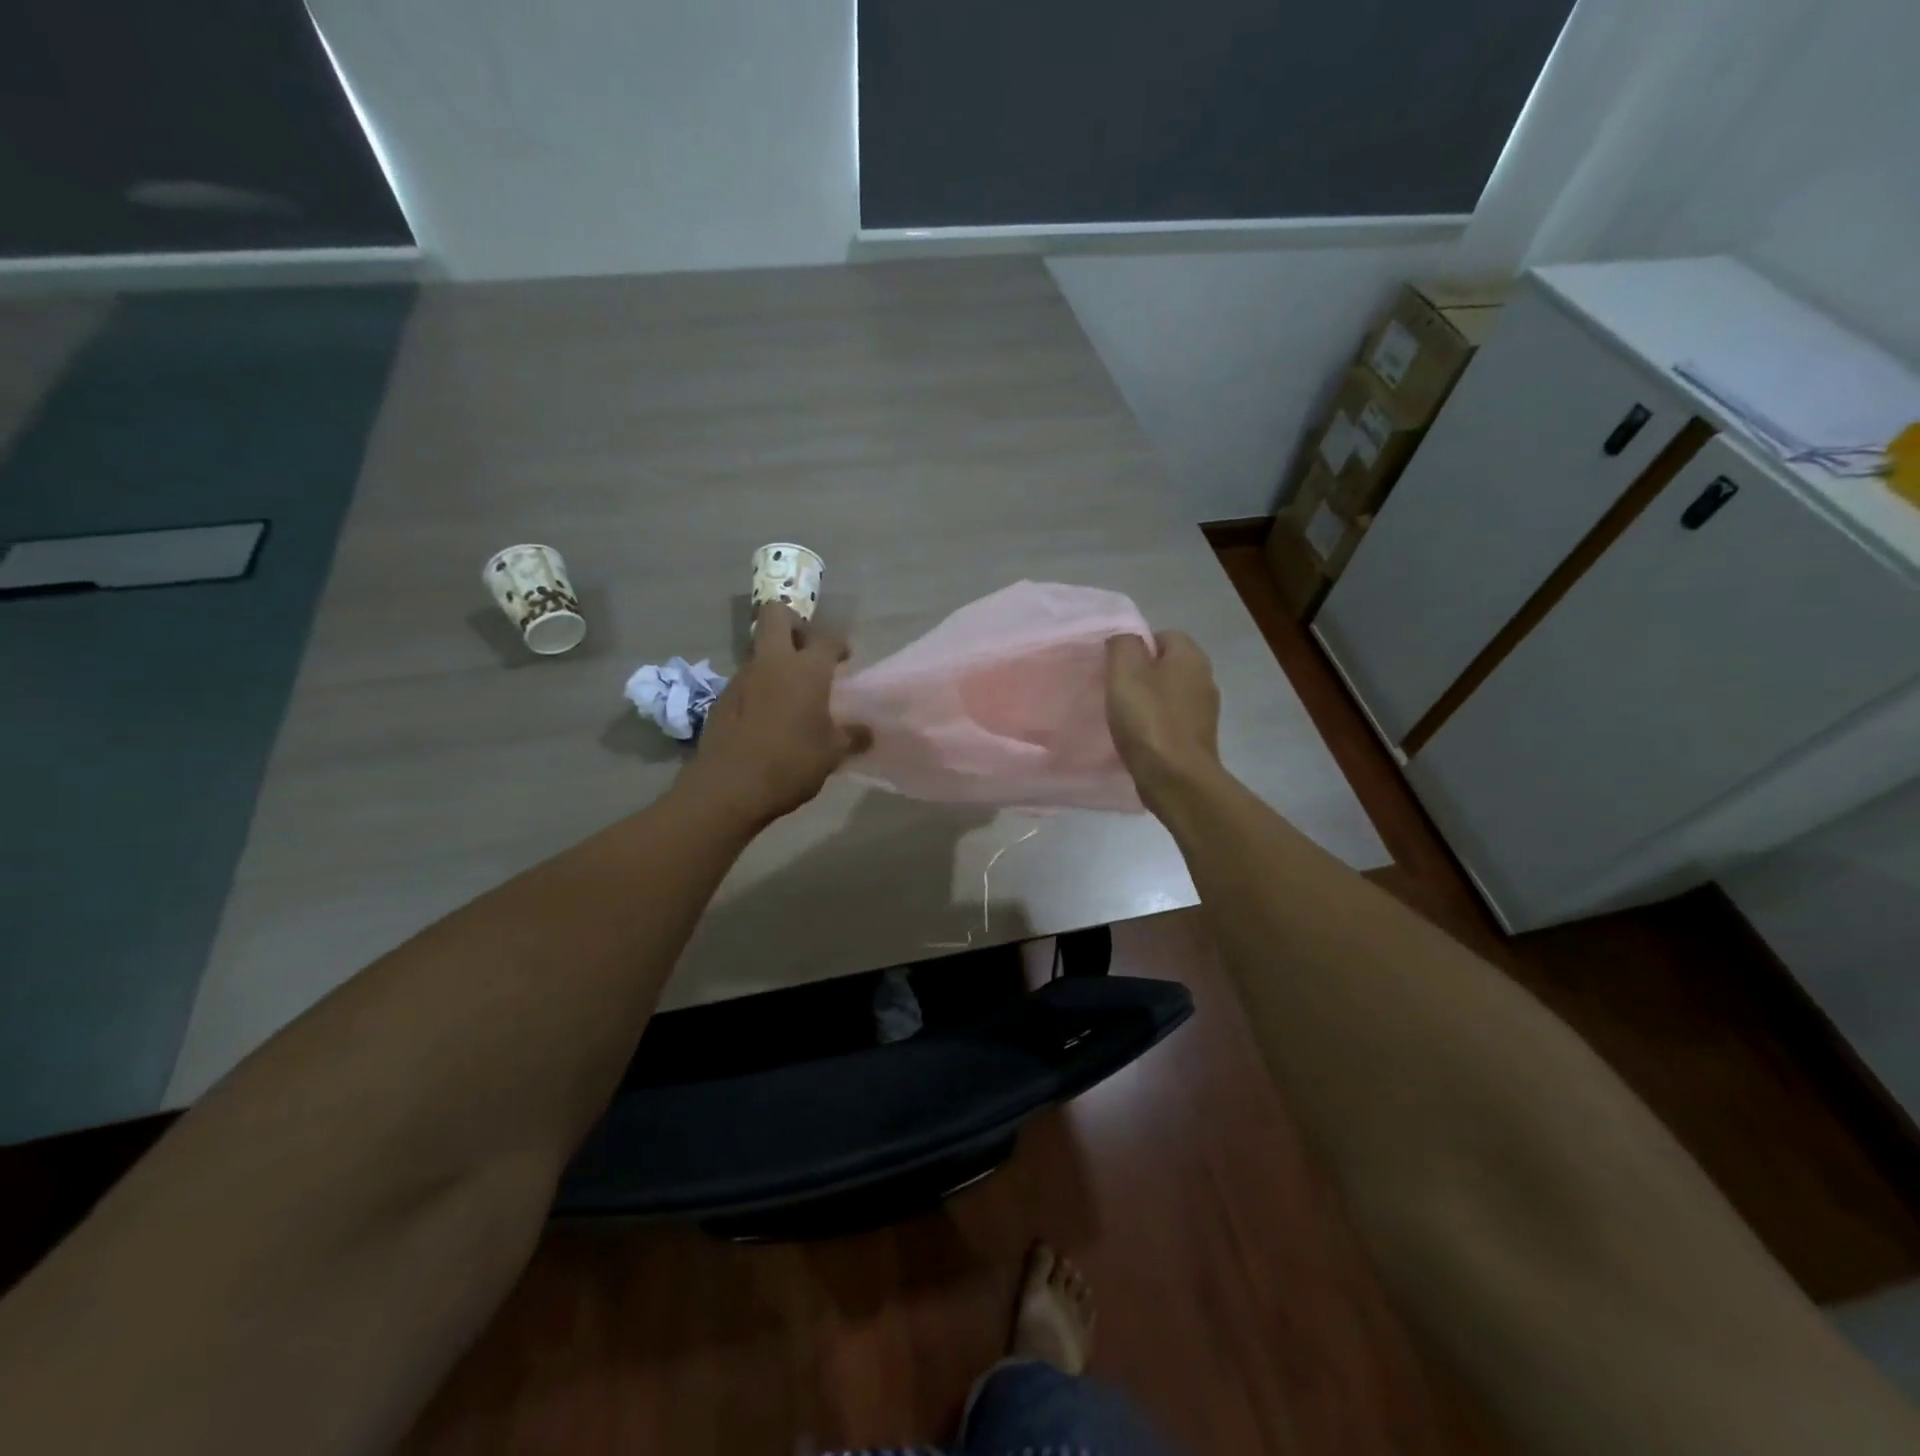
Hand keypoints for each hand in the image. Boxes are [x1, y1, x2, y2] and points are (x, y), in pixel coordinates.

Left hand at [682, 604, 870, 827]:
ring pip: (760, 650)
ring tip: (791, 694)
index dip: (839, 643)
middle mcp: (772, 663)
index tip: (845, 657)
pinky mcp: (722, 699)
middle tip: (809, 651)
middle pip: (777, 615)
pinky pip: (746, 680)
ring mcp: (742, 678)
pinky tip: (768, 718)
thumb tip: (867, 732)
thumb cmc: (791, 764)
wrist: (729, 788)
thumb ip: (852, 737)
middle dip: (795, 624)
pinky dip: (760, 688)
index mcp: (806, 670)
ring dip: (776, 660)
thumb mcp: (832, 754)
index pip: (827, 637)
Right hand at [1105, 631, 1221, 804]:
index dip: (1136, 647)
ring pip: (1169, 694)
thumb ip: (1123, 645)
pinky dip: (1155, 725)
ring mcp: (1205, 711)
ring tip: (1122, 717)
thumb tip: (1125, 640)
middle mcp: (1204, 678)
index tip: (1114, 668)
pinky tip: (1137, 738)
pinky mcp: (1198, 738)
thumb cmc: (1149, 720)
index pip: (1163, 635)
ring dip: (1148, 702)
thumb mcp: (1125, 672)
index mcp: (1190, 656)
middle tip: (1114, 691)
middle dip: (1141, 675)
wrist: (1176, 778)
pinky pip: (1172, 721)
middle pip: (1166, 665)